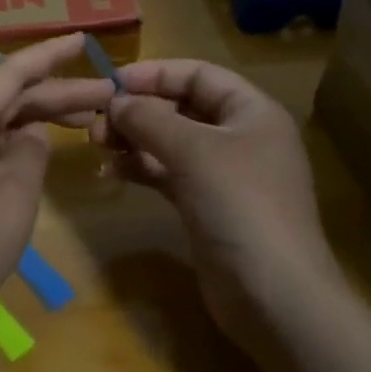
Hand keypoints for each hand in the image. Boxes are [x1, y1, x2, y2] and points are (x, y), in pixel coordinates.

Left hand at [0, 33, 114, 356]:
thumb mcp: (13, 197)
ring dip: (34, 115)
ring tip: (87, 114)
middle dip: (54, 91)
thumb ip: (31, 151)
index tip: (83, 38)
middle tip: (106, 89)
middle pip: (3, 94)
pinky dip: (10, 139)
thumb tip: (31, 132)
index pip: (9, 71)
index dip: (49, 54)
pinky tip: (39, 142)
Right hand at [93, 59, 339, 355]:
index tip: (110, 83)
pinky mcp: (207, 206)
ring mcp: (224, 174)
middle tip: (95, 123)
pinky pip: (168, 173)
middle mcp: (239, 136)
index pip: (197, 74)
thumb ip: (149, 118)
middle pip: (181, 107)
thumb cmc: (240, 205)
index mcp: (251, 111)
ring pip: (170, 142)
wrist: (275, 297)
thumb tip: (115, 101)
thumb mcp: (193, 151)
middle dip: (137, 110)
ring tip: (96, 145)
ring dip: (134, 139)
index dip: (154, 73)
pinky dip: (141, 168)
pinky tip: (111, 171)